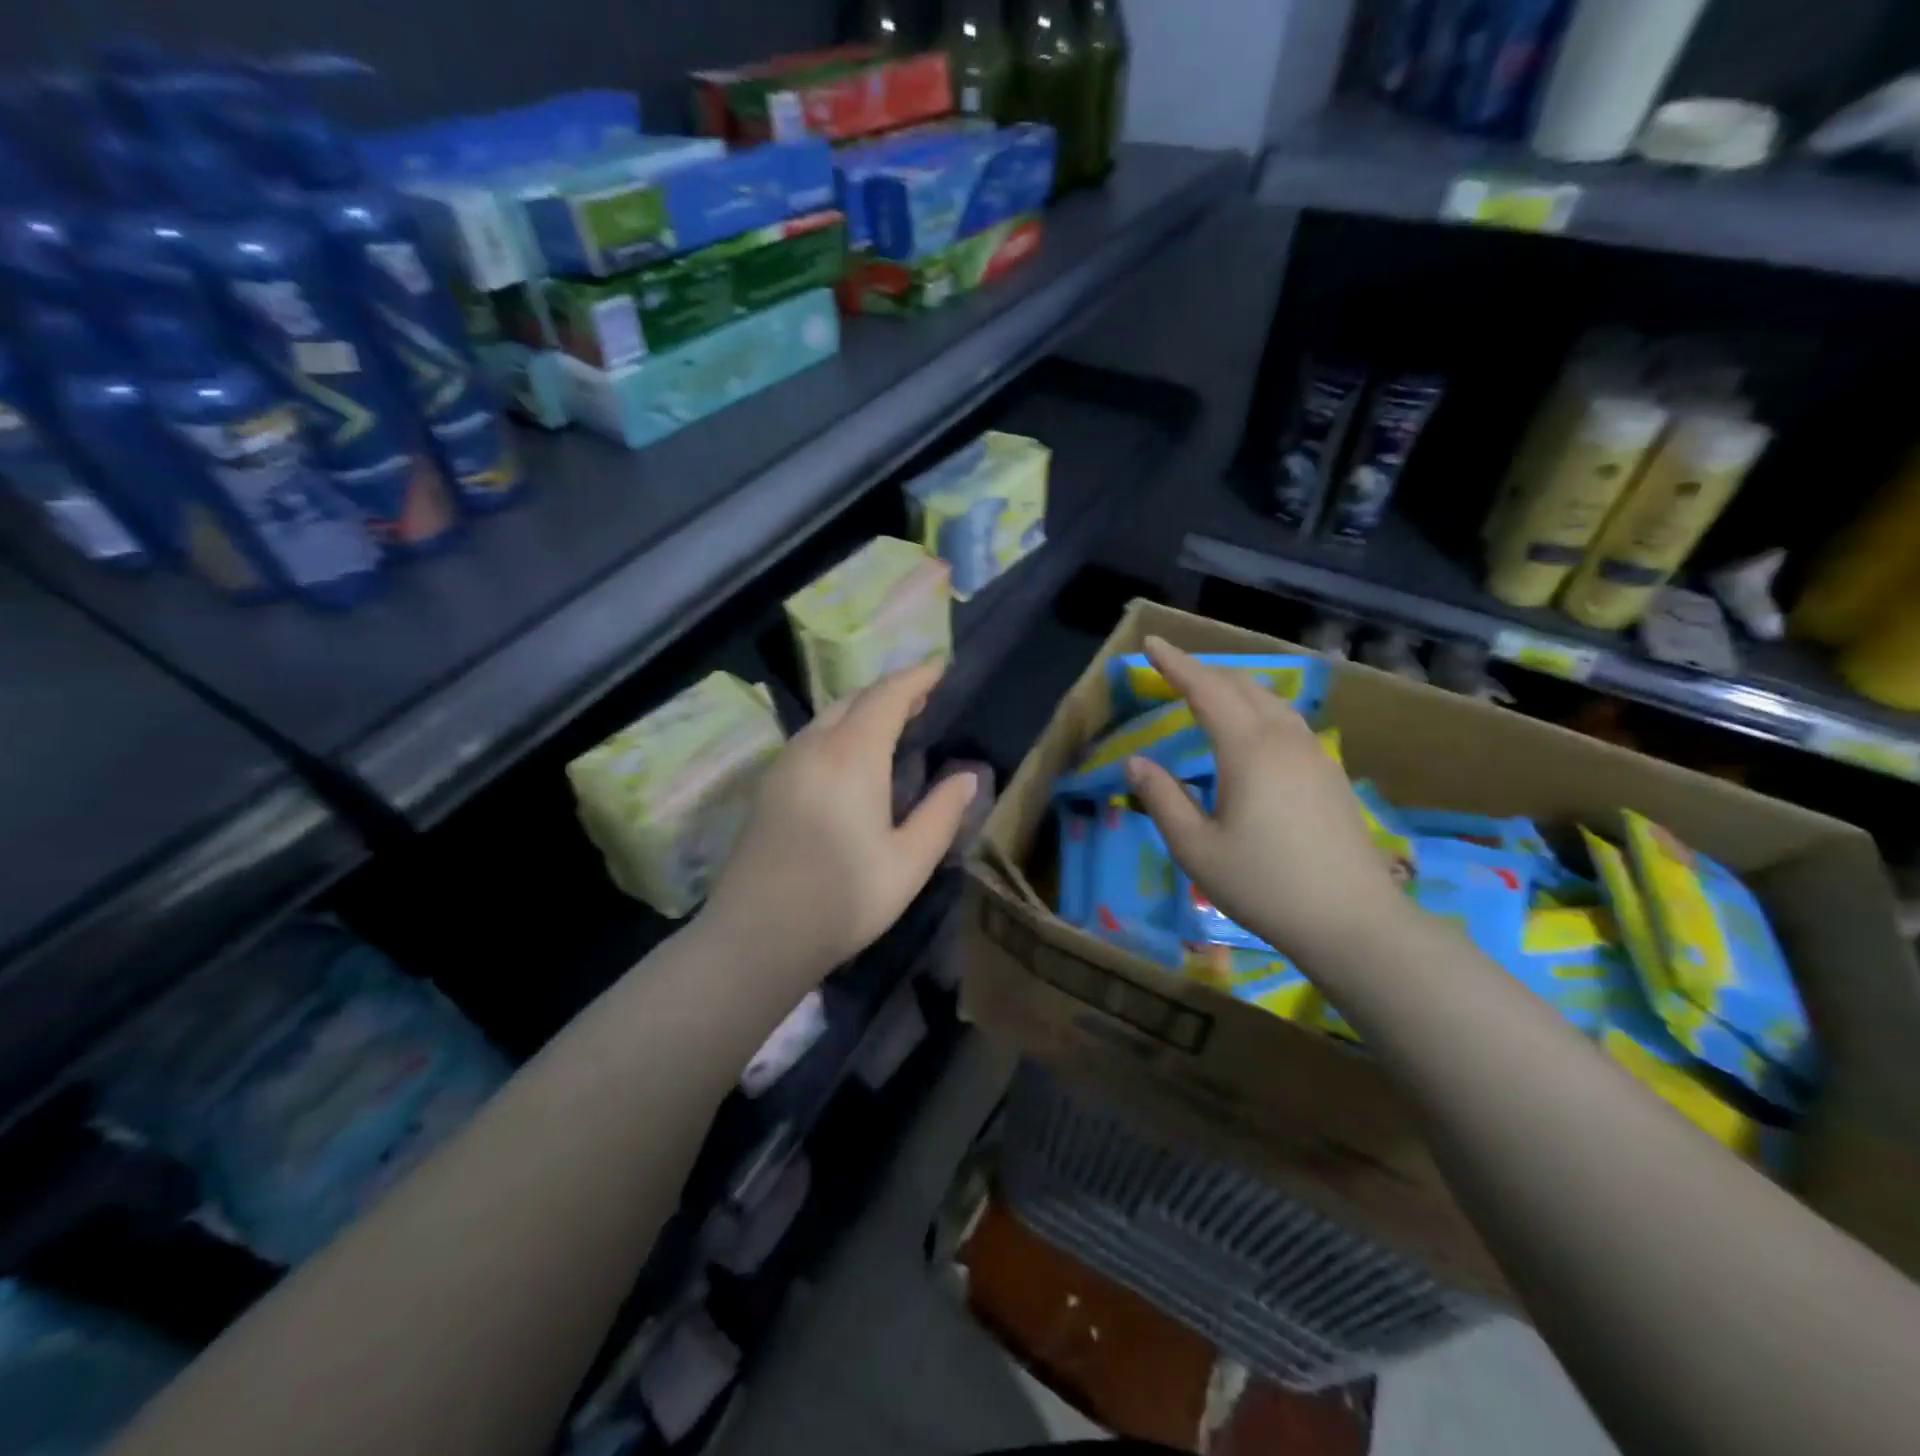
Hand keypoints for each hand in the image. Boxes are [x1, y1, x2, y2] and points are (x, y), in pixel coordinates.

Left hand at [699, 661, 977, 982]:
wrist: (757, 936)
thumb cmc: (843, 899)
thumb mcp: (909, 862)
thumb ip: (942, 813)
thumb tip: (967, 775)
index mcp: (852, 755)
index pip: (887, 696)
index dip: (916, 677)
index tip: (940, 667)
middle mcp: (813, 747)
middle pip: (854, 699)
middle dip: (890, 690)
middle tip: (922, 697)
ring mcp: (783, 765)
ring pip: (827, 717)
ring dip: (861, 709)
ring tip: (891, 723)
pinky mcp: (767, 787)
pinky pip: (809, 738)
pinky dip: (838, 730)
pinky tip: (850, 757)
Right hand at [1123, 637, 1405, 961]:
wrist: (1353, 922)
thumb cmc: (1264, 885)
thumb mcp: (1196, 848)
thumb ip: (1162, 799)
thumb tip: (1136, 762)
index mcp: (1248, 750)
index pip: (1206, 689)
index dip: (1176, 664)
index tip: (1151, 643)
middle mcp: (1284, 739)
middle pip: (1242, 686)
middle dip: (1204, 671)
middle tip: (1173, 670)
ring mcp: (1315, 755)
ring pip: (1271, 700)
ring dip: (1235, 687)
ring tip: (1209, 693)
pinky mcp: (1331, 774)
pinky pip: (1288, 721)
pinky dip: (1259, 709)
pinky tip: (1253, 731)